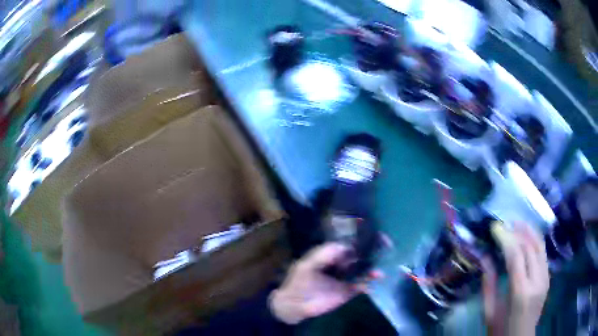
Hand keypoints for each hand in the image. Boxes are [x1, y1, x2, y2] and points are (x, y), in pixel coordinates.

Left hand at [269, 243, 379, 324]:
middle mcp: (341, 265)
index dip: (361, 240)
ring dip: (372, 270)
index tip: (374, 236)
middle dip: (373, 253)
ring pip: (363, 271)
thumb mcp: (307, 265)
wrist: (294, 305)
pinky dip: (367, 285)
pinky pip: (361, 286)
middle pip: (360, 256)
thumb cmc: (298, 282)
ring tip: (379, 274)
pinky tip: (370, 285)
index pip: (349, 245)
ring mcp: (345, 278)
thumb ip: (324, 254)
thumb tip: (346, 246)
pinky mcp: (347, 291)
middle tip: (387, 249)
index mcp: (330, 255)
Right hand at [482, 223, 549, 335]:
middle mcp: (537, 280)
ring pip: (540, 246)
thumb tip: (485, 257)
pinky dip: (535, 240)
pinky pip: (543, 253)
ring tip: (517, 223)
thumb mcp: (489, 312)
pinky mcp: (548, 277)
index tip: (495, 227)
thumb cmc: (500, 330)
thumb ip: (489, 284)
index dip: (506, 238)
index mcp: (520, 292)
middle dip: (517, 231)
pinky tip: (527, 237)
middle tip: (504, 223)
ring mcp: (545, 278)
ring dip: (529, 231)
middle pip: (530, 247)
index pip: (516, 255)